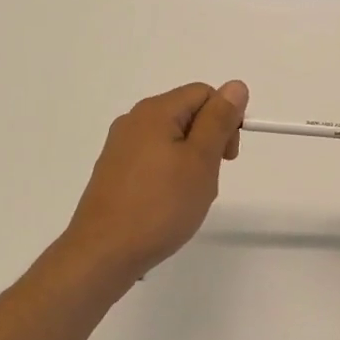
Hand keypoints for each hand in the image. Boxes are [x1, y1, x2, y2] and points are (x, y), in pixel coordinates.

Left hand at [61, 81, 247, 283]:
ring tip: (189, 197)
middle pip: (187, 115)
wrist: (104, 253)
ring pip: (172, 141)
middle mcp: (133, 121)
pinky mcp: (114, 172)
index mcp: (155, 111)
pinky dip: (170, 176)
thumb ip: (219, 120)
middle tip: (210, 179)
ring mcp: (120, 147)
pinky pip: (153, 160)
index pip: (204, 94)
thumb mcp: (201, 160)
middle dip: (209, 142)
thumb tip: (235, 86)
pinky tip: (168, 205)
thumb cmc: (160, 205)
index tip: (228, 157)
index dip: (225, 119)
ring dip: (191, 163)